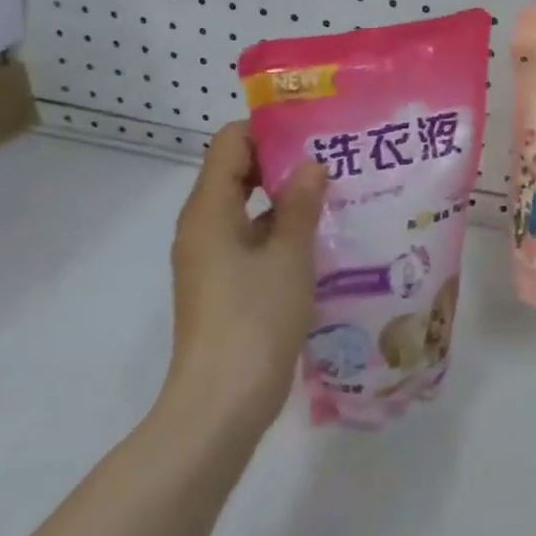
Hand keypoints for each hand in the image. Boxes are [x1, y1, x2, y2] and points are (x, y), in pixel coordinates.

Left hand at [160, 122, 328, 432]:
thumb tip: (311, 164)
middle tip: (330, 160)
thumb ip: (300, 204)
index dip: (267, 130)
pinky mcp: (222, 285)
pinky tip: (319, 237)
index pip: (229, 143)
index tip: (311, 131)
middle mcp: (202, 227)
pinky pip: (249, 239)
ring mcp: (210, 258)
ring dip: (284, 198)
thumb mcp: (289, 255)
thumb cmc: (255, 319)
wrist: (222, 404)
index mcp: (208, 210)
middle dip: (280, 162)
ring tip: (333, 193)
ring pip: (245, 208)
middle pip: (235, 172)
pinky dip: (279, 230)